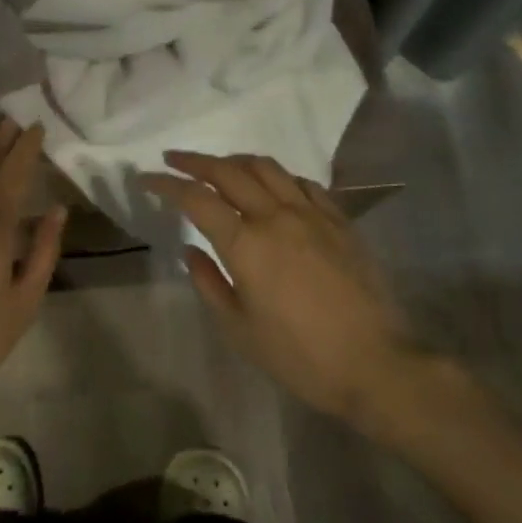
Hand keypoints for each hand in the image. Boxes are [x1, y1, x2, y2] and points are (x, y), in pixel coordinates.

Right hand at [142, 151, 415, 424]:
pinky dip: (278, 176)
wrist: (375, 363)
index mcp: (246, 244)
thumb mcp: (239, 329)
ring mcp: (312, 214)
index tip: (146, 178)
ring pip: (268, 168)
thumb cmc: (299, 355)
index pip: (196, 199)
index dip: (166, 184)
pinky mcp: (340, 221)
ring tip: (219, 167)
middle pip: (229, 172)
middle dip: (196, 161)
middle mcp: (276, 216)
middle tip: (174, 159)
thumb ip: (210, 283)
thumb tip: (192, 250)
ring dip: (236, 161)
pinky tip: (273, 186)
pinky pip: (303, 183)